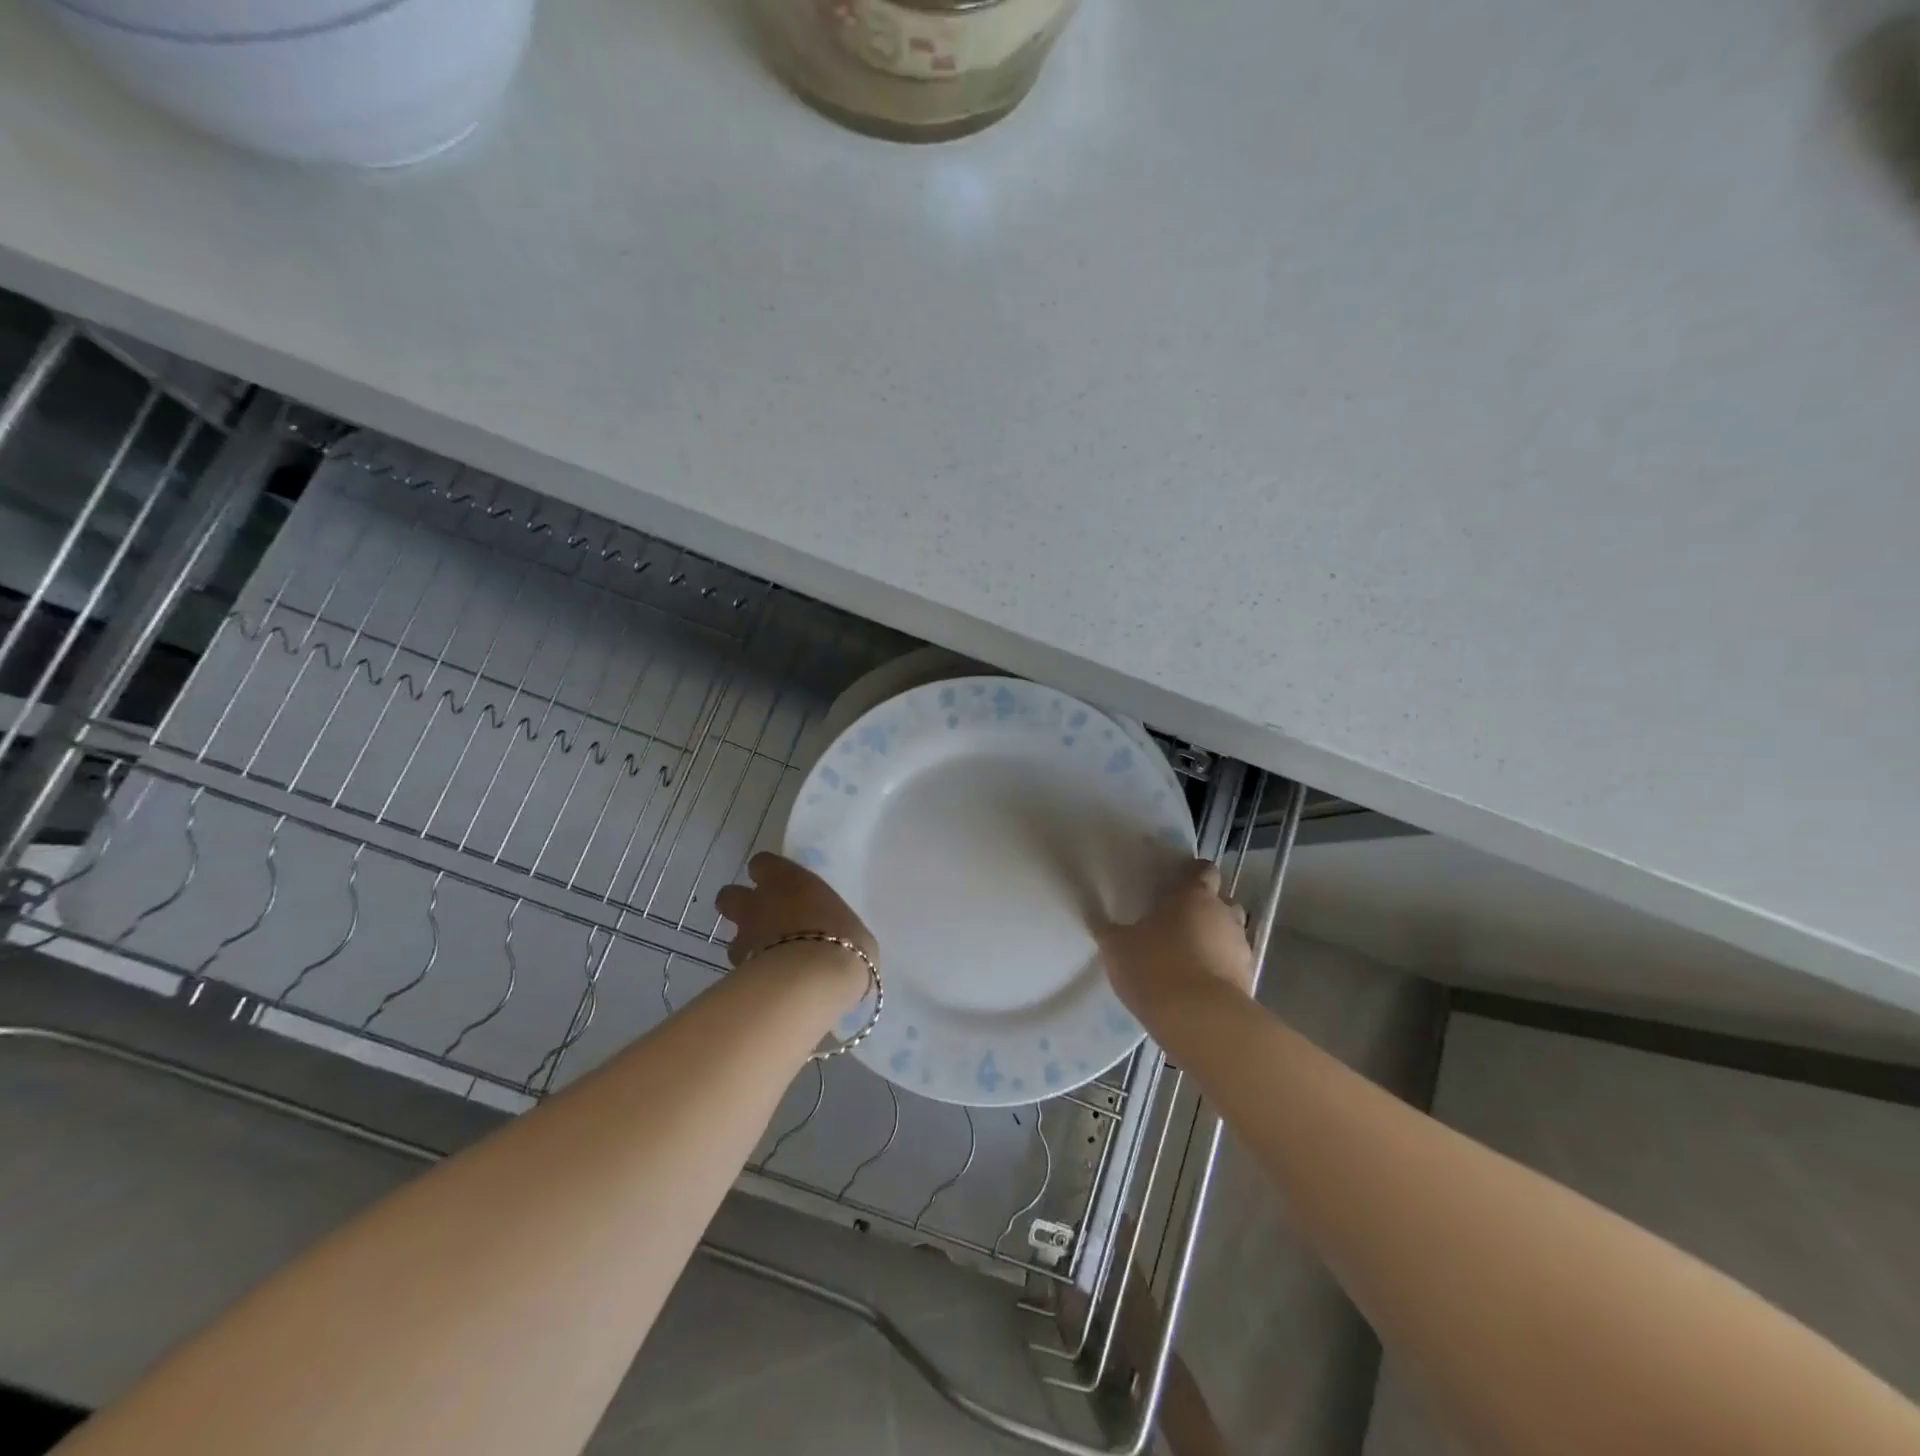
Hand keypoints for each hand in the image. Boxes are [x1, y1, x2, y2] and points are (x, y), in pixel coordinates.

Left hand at [714, 852, 876, 974]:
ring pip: (731, 936)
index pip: (762, 863)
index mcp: (789, 880)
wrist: (815, 980)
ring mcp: (745, 936)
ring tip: (768, 959)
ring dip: (746, 944)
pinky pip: (740, 968)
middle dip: (741, 907)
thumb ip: (833, 925)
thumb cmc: (844, 941)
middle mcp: (760, 902)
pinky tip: (770, 983)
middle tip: (764, 921)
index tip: (780, 886)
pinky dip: (750, 973)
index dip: (767, 874)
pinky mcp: (738, 969)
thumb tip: (837, 938)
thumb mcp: (851, 927)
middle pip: (729, 895)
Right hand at [1099, 859, 1253, 1028]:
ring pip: (1230, 932)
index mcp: (1192, 894)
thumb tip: (1100, 921)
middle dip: (1204, 908)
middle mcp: (1223, 913)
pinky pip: (1233, 963)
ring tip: (1189, 956)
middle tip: (1178, 923)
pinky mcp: (1248, 978)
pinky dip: (1221, 968)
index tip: (1174, 886)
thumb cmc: (1155, 968)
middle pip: (1221, 900)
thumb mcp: (1117, 948)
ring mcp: (1240, 946)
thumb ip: (1111, 931)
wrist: (1200, 1020)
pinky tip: (1199, 984)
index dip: (1191, 874)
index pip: (1202, 869)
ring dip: (1215, 939)